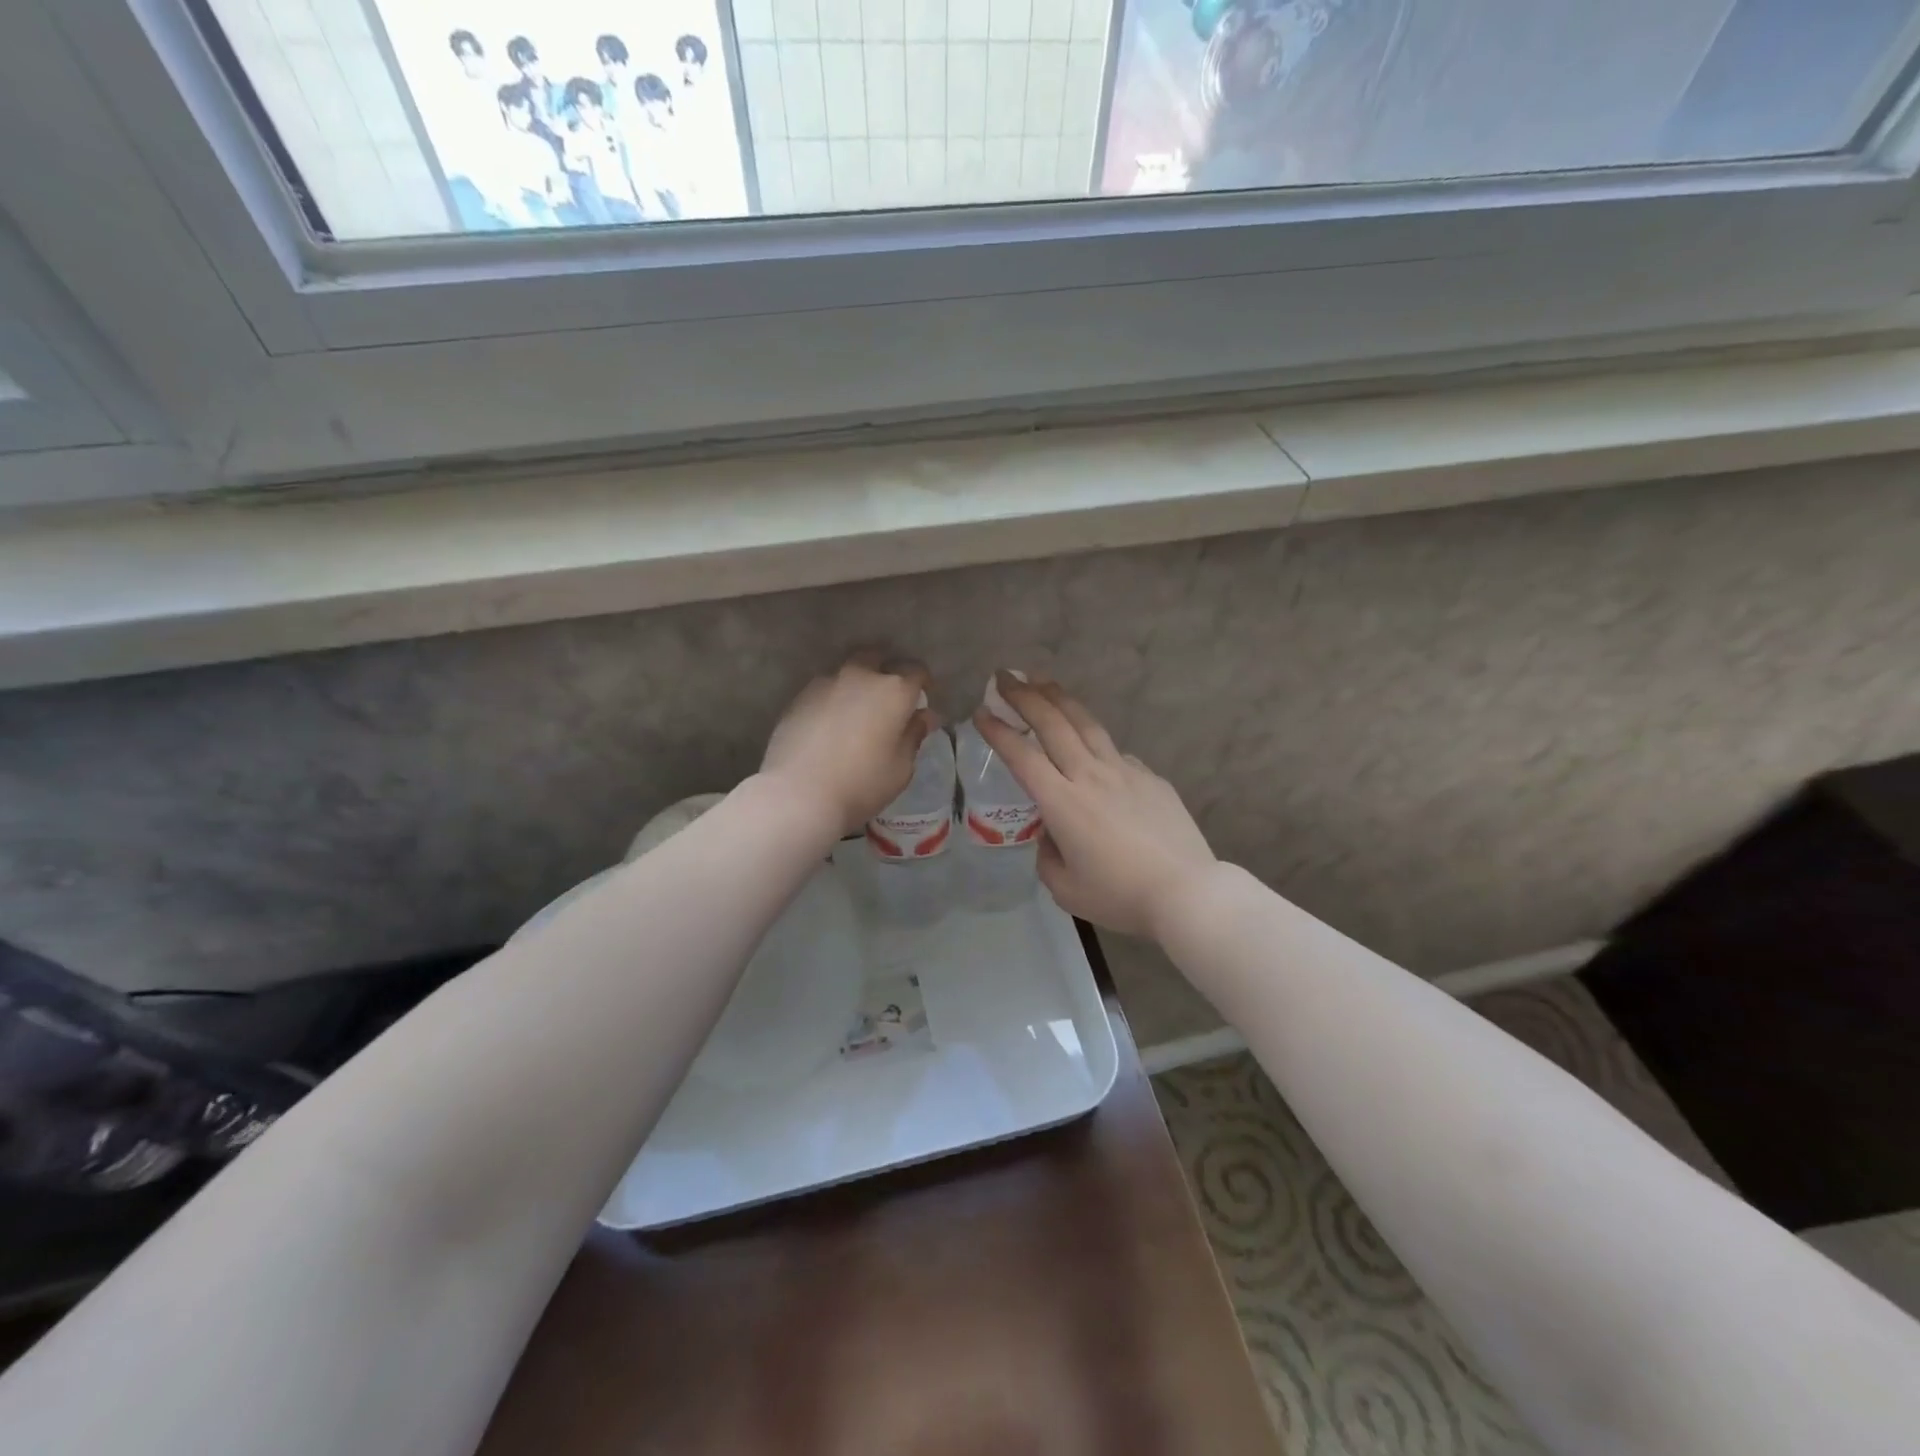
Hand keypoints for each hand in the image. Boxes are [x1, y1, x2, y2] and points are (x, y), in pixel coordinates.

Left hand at [761, 654, 936, 837]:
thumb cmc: (862, 784)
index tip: (922, 698)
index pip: (916, 671)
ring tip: (856, 710)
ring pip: (848, 672)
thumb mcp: (901, 767)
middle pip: (877, 658)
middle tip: (888, 698)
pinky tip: (830, 723)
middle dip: (886, 671)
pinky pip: (824, 689)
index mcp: (893, 691)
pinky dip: (833, 698)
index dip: (922, 683)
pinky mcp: (799, 697)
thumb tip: (924, 716)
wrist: (798, 794)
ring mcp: (826, 683)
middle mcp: (860, 676)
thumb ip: (914, 735)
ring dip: (856, 684)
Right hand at [976, 675, 1218, 940]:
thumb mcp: (1065, 888)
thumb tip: (1052, 834)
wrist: (1186, 891)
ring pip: (1086, 724)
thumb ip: (1048, 856)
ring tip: (1043, 681)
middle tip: (1005, 676)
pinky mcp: (1150, 777)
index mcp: (1062, 803)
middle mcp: (1089, 776)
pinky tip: (1091, 742)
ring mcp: (1124, 771)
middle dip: (1025, 696)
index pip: (1022, 756)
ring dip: (1060, 698)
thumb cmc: (1119, 896)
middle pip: (1053, 724)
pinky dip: (1095, 739)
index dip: (998, 732)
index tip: (981, 712)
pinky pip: (1116, 752)